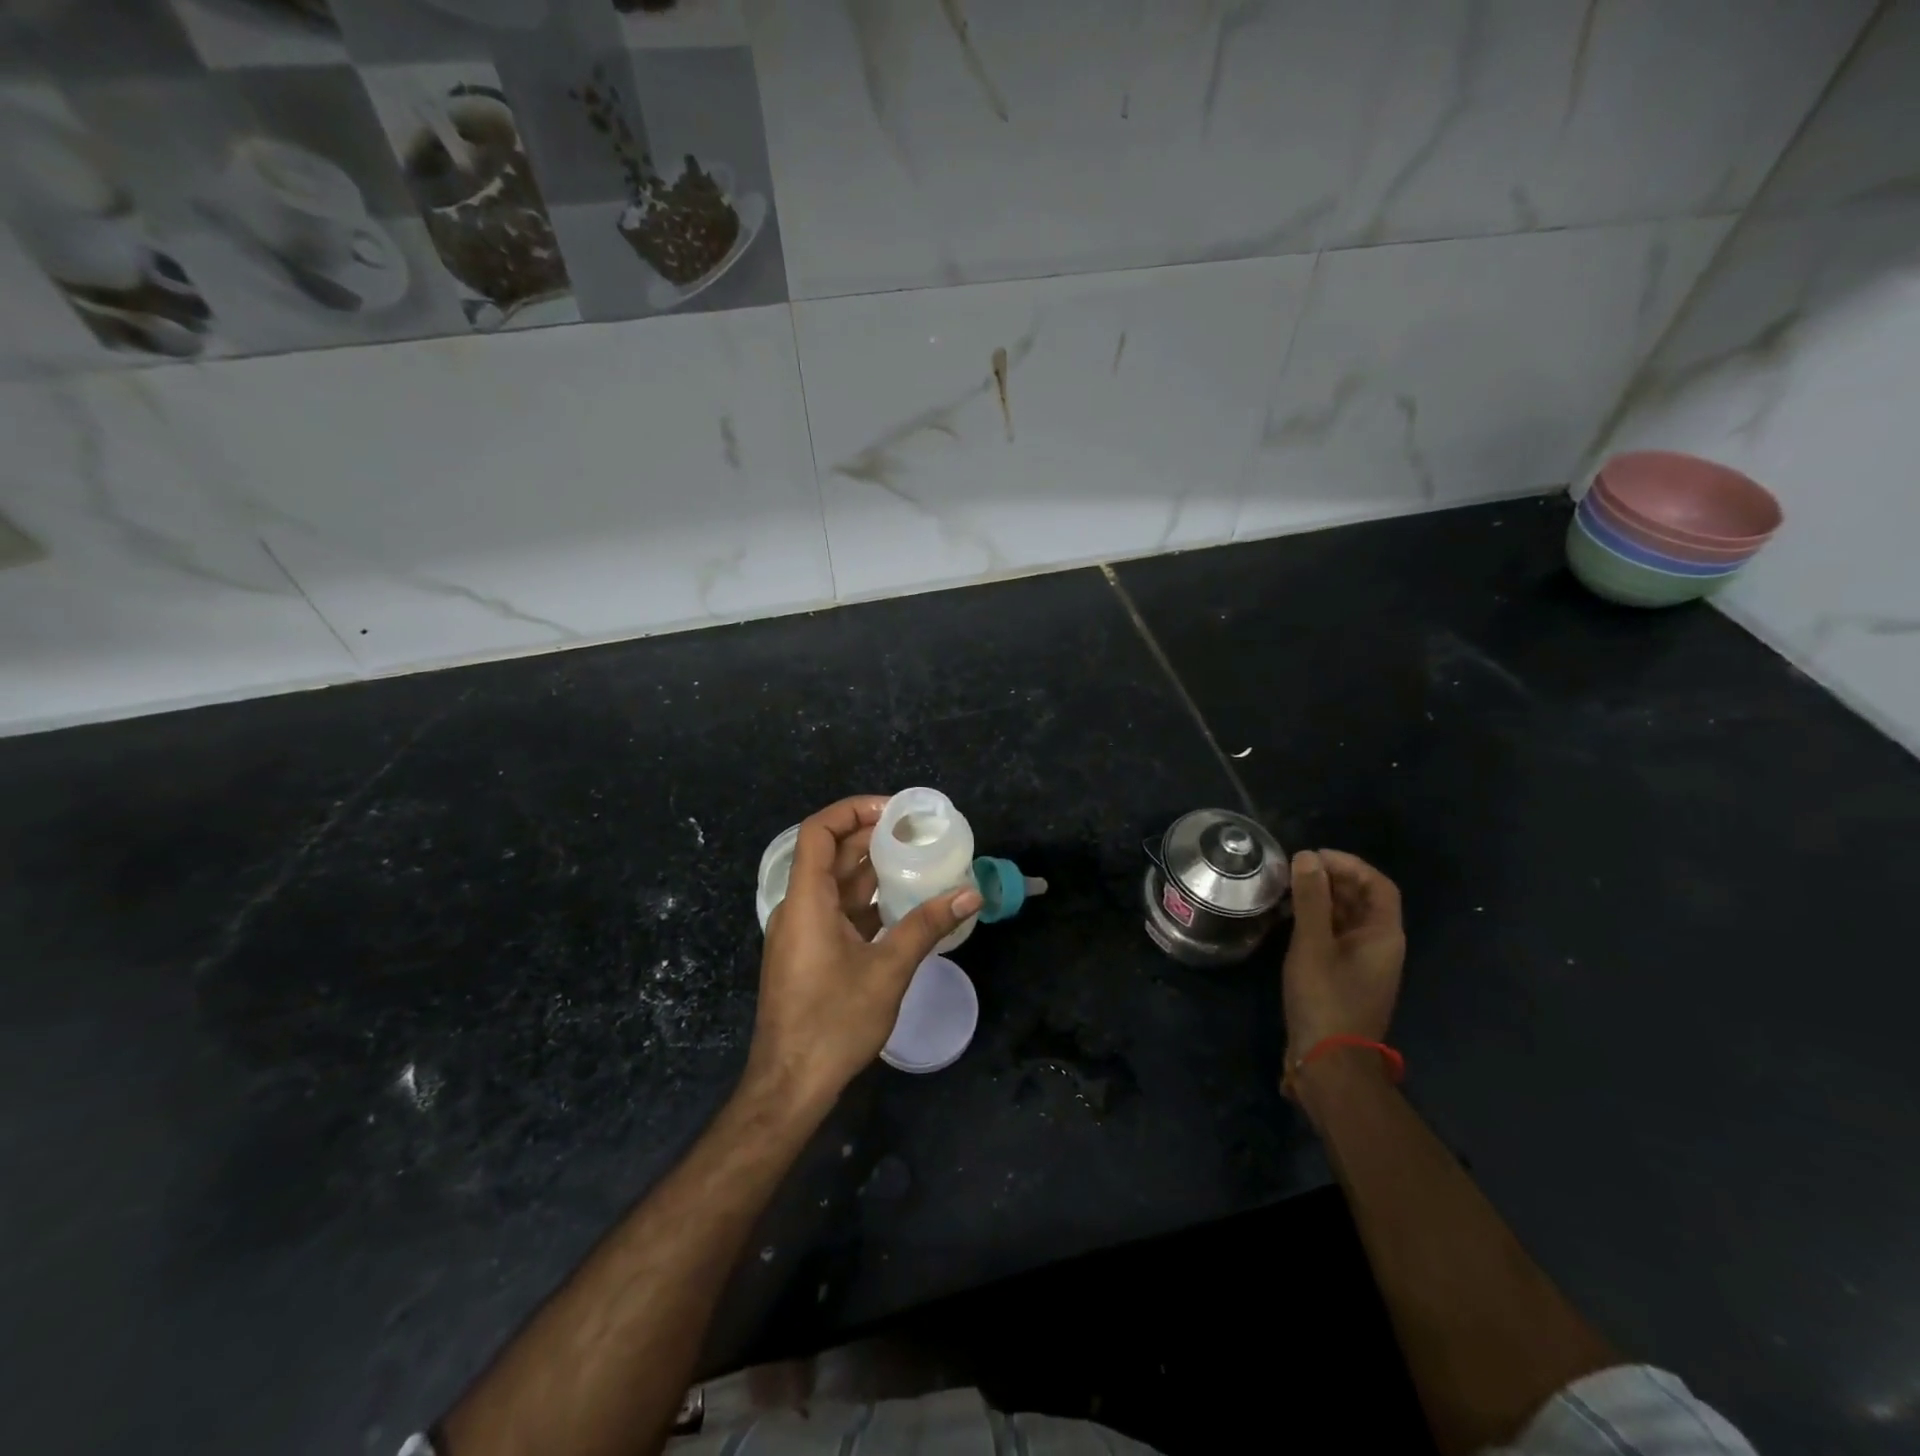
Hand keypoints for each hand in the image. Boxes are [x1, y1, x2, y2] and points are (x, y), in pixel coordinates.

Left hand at [746, 796, 981, 1112]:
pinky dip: (866, 899)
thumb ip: (927, 925)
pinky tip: (901, 902)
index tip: (895, 811)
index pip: (819, 831)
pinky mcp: (809, 952)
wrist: (790, 1084)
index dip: (853, 810)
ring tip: (916, 858)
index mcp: (807, 901)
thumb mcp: (888, 970)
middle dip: (871, 836)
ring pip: (835, 883)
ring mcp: (801, 931)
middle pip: (830, 854)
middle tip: (916, 831)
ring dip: (871, 868)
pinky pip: (837, 910)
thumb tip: (971, 893)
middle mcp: (798, 908)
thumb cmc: (834, 1022)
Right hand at [1281, 849, 1405, 1084]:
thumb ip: (1310, 899)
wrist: (1330, 1062)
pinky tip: (1289, 919)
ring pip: (1347, 918)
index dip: (1349, 865)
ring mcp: (1363, 964)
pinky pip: (1336, 937)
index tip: (1314, 857)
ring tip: (1287, 888)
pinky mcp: (1345, 977)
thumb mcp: (1312, 944)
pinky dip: (1317, 921)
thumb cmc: (1325, 998)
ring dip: (1322, 899)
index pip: (1378, 885)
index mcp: (1383, 935)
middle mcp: (1380, 946)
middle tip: (1294, 869)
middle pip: (1363, 900)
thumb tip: (1307, 857)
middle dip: (1332, 879)